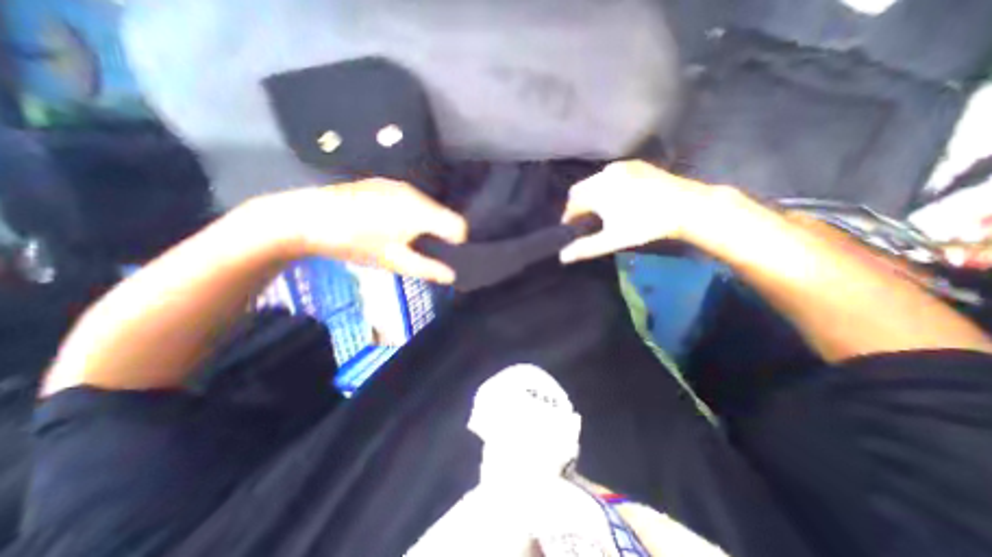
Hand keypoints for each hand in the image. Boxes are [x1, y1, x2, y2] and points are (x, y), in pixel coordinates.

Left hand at [259, 178, 469, 281]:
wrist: (306, 218)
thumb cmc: (355, 242)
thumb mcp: (393, 261)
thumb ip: (427, 268)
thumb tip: (453, 276)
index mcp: (420, 211)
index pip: (458, 225)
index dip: (458, 244)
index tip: (443, 256)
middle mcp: (415, 193)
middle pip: (444, 215)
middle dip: (441, 235)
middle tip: (422, 252)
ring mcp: (398, 186)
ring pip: (428, 208)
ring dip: (426, 225)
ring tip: (405, 240)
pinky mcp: (383, 185)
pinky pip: (411, 201)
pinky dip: (412, 215)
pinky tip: (390, 226)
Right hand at [562, 161, 718, 263]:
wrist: (687, 206)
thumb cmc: (646, 225)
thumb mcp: (613, 240)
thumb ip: (585, 248)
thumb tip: (562, 256)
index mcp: (597, 191)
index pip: (571, 204)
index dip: (567, 217)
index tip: (570, 229)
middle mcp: (604, 174)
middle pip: (580, 189)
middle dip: (576, 205)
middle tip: (583, 221)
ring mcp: (621, 166)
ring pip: (594, 181)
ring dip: (590, 194)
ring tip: (598, 210)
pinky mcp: (634, 164)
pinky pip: (610, 174)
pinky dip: (605, 185)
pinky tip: (616, 197)